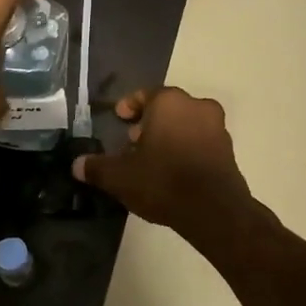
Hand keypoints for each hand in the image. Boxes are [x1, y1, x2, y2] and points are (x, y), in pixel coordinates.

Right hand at [73, 88, 252, 236]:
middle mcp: (196, 107)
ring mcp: (217, 128)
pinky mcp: (228, 151)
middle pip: (167, 108)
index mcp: (169, 103)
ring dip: (168, 135)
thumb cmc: (163, 181)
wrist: (214, 211)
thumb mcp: (120, 177)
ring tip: (151, 158)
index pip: (145, 94)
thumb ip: (96, 168)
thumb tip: (77, 165)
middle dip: (149, 122)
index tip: (119, 118)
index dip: (129, 106)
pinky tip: (172, 170)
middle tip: (132, 140)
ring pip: (186, 124)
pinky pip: (200, 142)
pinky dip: (185, 149)